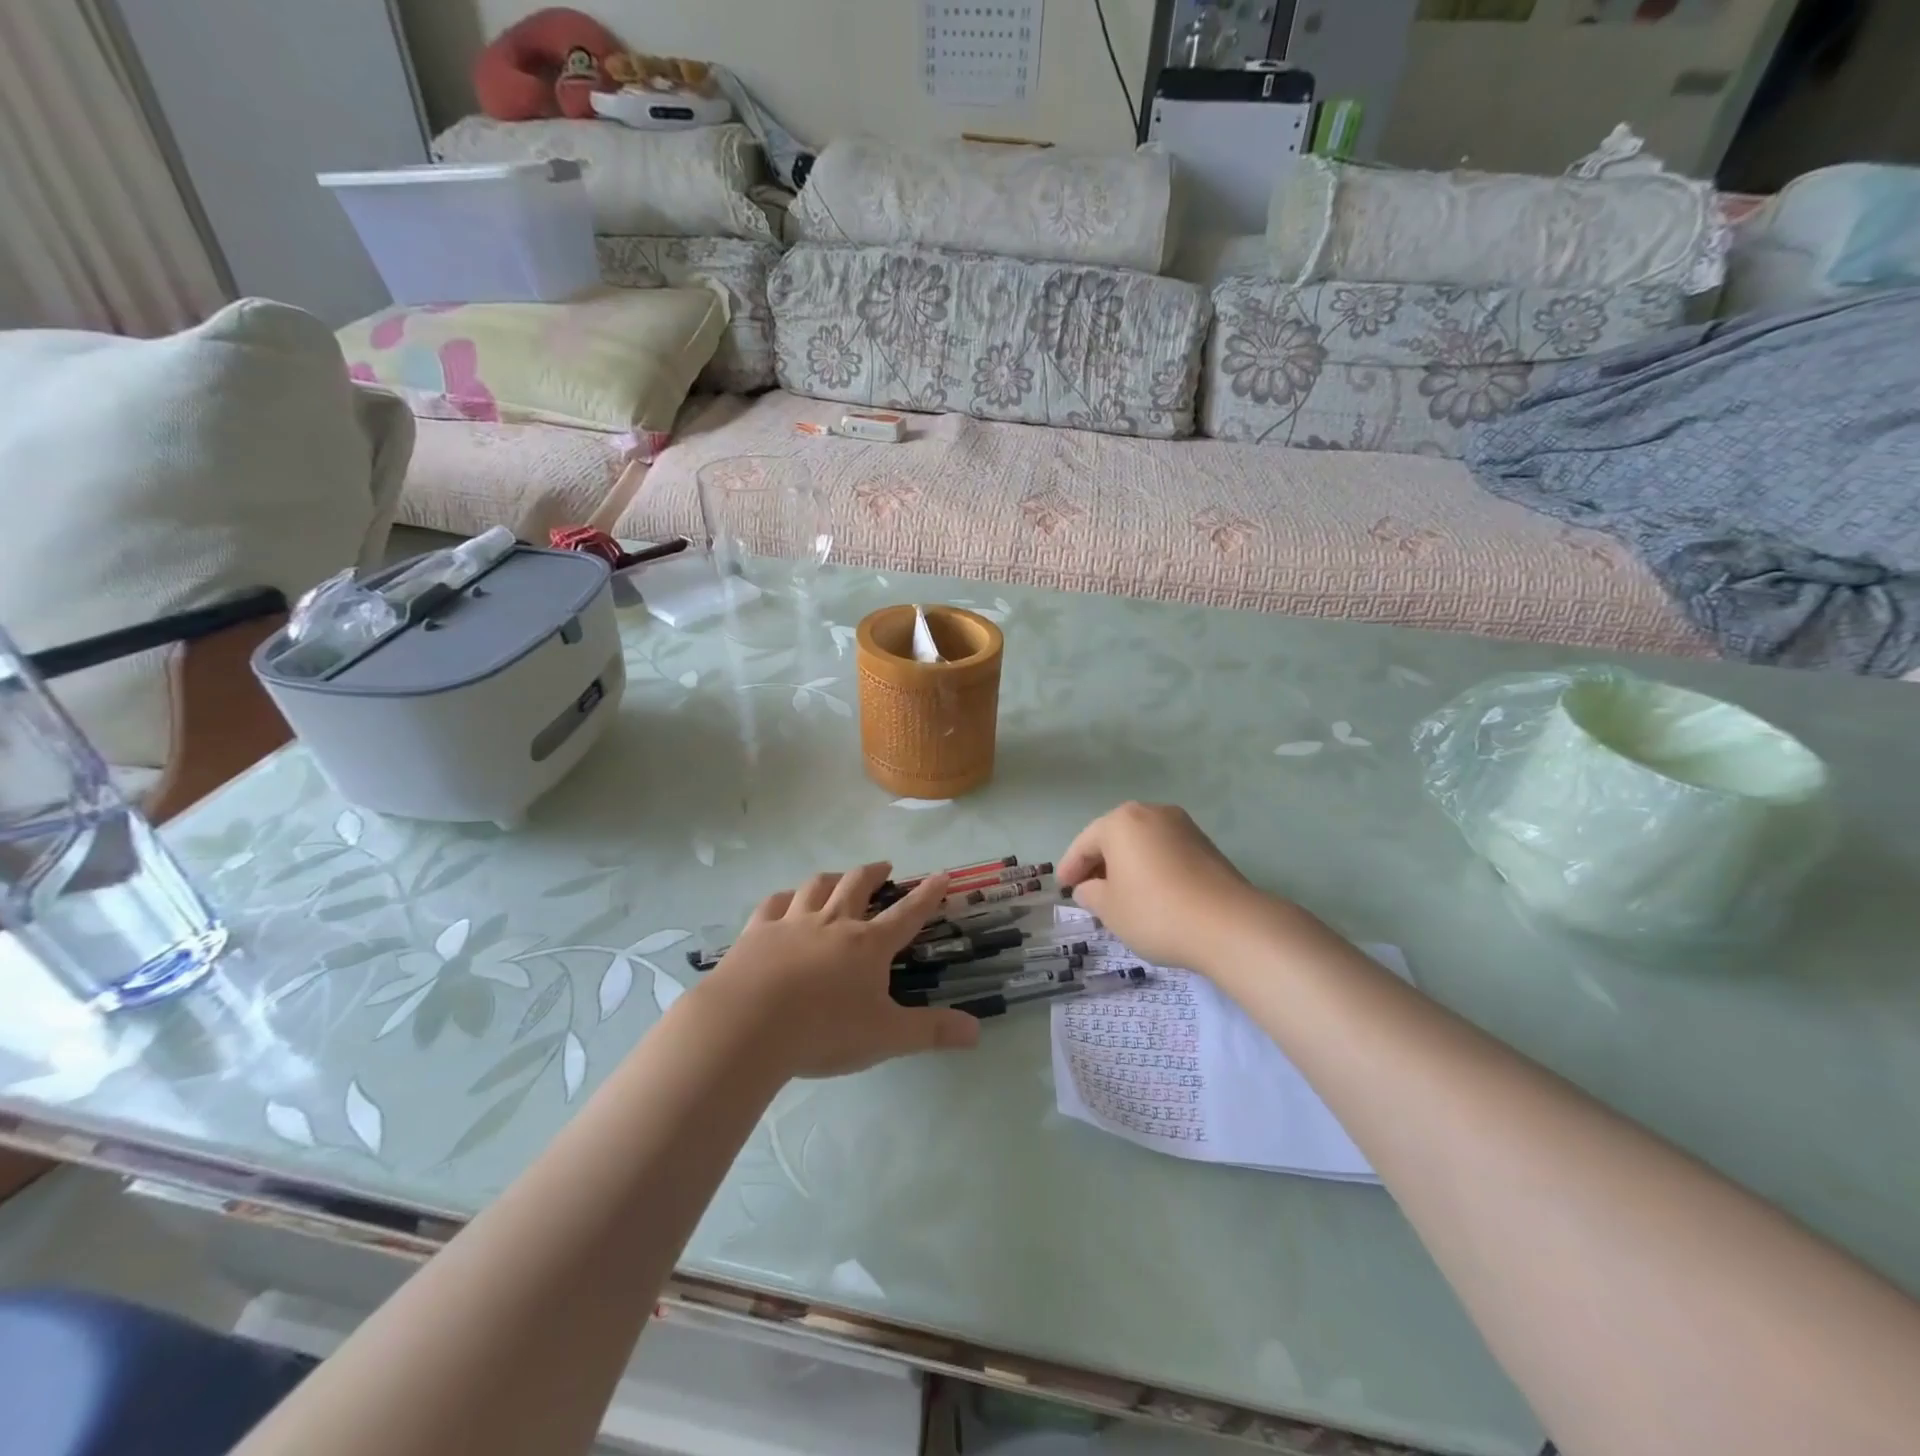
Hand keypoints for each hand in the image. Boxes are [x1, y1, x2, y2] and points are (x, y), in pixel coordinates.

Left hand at [696, 863, 980, 1078]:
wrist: (748, 1025)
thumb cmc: (823, 1031)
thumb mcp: (885, 1037)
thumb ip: (931, 1032)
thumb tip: (977, 1031)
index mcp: (868, 945)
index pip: (907, 914)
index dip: (927, 894)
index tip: (942, 874)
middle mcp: (833, 923)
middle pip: (857, 885)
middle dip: (874, 873)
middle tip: (884, 867)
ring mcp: (792, 923)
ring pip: (816, 886)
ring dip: (832, 877)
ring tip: (838, 877)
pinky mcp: (757, 932)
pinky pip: (773, 903)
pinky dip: (784, 897)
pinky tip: (785, 900)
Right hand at [1058, 803, 1298, 973]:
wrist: (1229, 925)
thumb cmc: (1156, 912)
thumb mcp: (1110, 909)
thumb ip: (1091, 894)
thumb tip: (1089, 888)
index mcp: (1121, 821)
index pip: (1084, 843)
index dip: (1070, 867)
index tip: (1062, 888)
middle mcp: (1152, 812)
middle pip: (1114, 837)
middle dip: (1099, 863)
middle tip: (1087, 890)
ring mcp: (1183, 826)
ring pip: (1142, 843)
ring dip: (1126, 864)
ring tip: (1119, 894)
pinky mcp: (1206, 845)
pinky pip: (1165, 852)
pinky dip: (1151, 867)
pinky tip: (1150, 893)